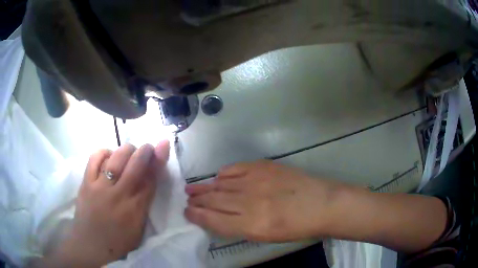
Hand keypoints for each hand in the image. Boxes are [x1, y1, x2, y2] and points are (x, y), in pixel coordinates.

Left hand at [46, 141, 169, 266]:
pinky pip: (95, 159)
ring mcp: (100, 187)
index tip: (162, 148)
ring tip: (130, 150)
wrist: (90, 243)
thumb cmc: (117, 241)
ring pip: (116, 159)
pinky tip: (109, 154)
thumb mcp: (138, 230)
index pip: (150, 181)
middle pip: (135, 166)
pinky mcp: (86, 182)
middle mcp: (119, 195)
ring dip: (126, 150)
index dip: (158, 162)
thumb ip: (144, 206)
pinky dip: (104, 152)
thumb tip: (149, 183)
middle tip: (148, 146)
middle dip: (145, 151)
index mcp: (135, 210)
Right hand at [185, 160, 345, 241]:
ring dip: (204, 187)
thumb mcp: (266, 236)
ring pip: (220, 184)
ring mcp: (257, 181)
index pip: (213, 220)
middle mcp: (250, 203)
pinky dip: (223, 174)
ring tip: (192, 189)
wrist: (322, 204)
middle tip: (187, 201)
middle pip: (214, 200)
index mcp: (251, 226)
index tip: (187, 212)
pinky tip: (217, 177)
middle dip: (197, 201)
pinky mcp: (264, 167)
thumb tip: (218, 217)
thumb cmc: (296, 227)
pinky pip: (235, 169)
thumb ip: (239, 227)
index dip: (197, 216)